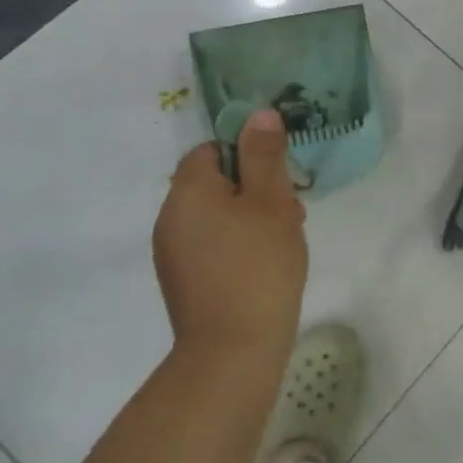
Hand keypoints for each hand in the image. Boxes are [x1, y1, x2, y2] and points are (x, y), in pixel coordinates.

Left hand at [153, 109, 307, 360]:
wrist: (233, 349)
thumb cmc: (258, 264)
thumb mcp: (271, 202)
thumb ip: (264, 155)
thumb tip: (259, 113)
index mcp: (187, 191)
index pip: (211, 149)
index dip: (247, 154)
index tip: (279, 176)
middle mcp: (170, 217)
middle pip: (215, 182)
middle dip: (256, 188)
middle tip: (291, 210)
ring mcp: (172, 252)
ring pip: (217, 214)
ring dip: (251, 216)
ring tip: (285, 238)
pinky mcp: (183, 280)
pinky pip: (212, 243)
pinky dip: (239, 243)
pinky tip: (266, 263)